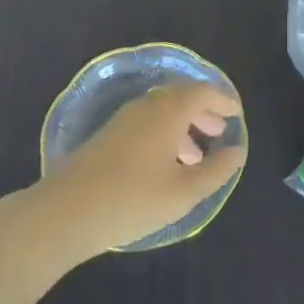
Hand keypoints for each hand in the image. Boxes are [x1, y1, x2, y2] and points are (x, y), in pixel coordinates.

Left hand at [29, 84, 245, 263]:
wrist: (66, 211)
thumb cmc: (132, 199)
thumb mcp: (183, 192)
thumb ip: (215, 171)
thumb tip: (237, 151)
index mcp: (168, 111)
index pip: (202, 92)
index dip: (222, 100)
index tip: (237, 114)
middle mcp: (147, 106)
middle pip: (181, 97)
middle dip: (204, 111)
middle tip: (220, 130)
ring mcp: (124, 119)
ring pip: (162, 111)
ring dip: (184, 125)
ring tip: (197, 154)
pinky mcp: (108, 135)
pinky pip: (147, 122)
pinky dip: (165, 133)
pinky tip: (165, 164)